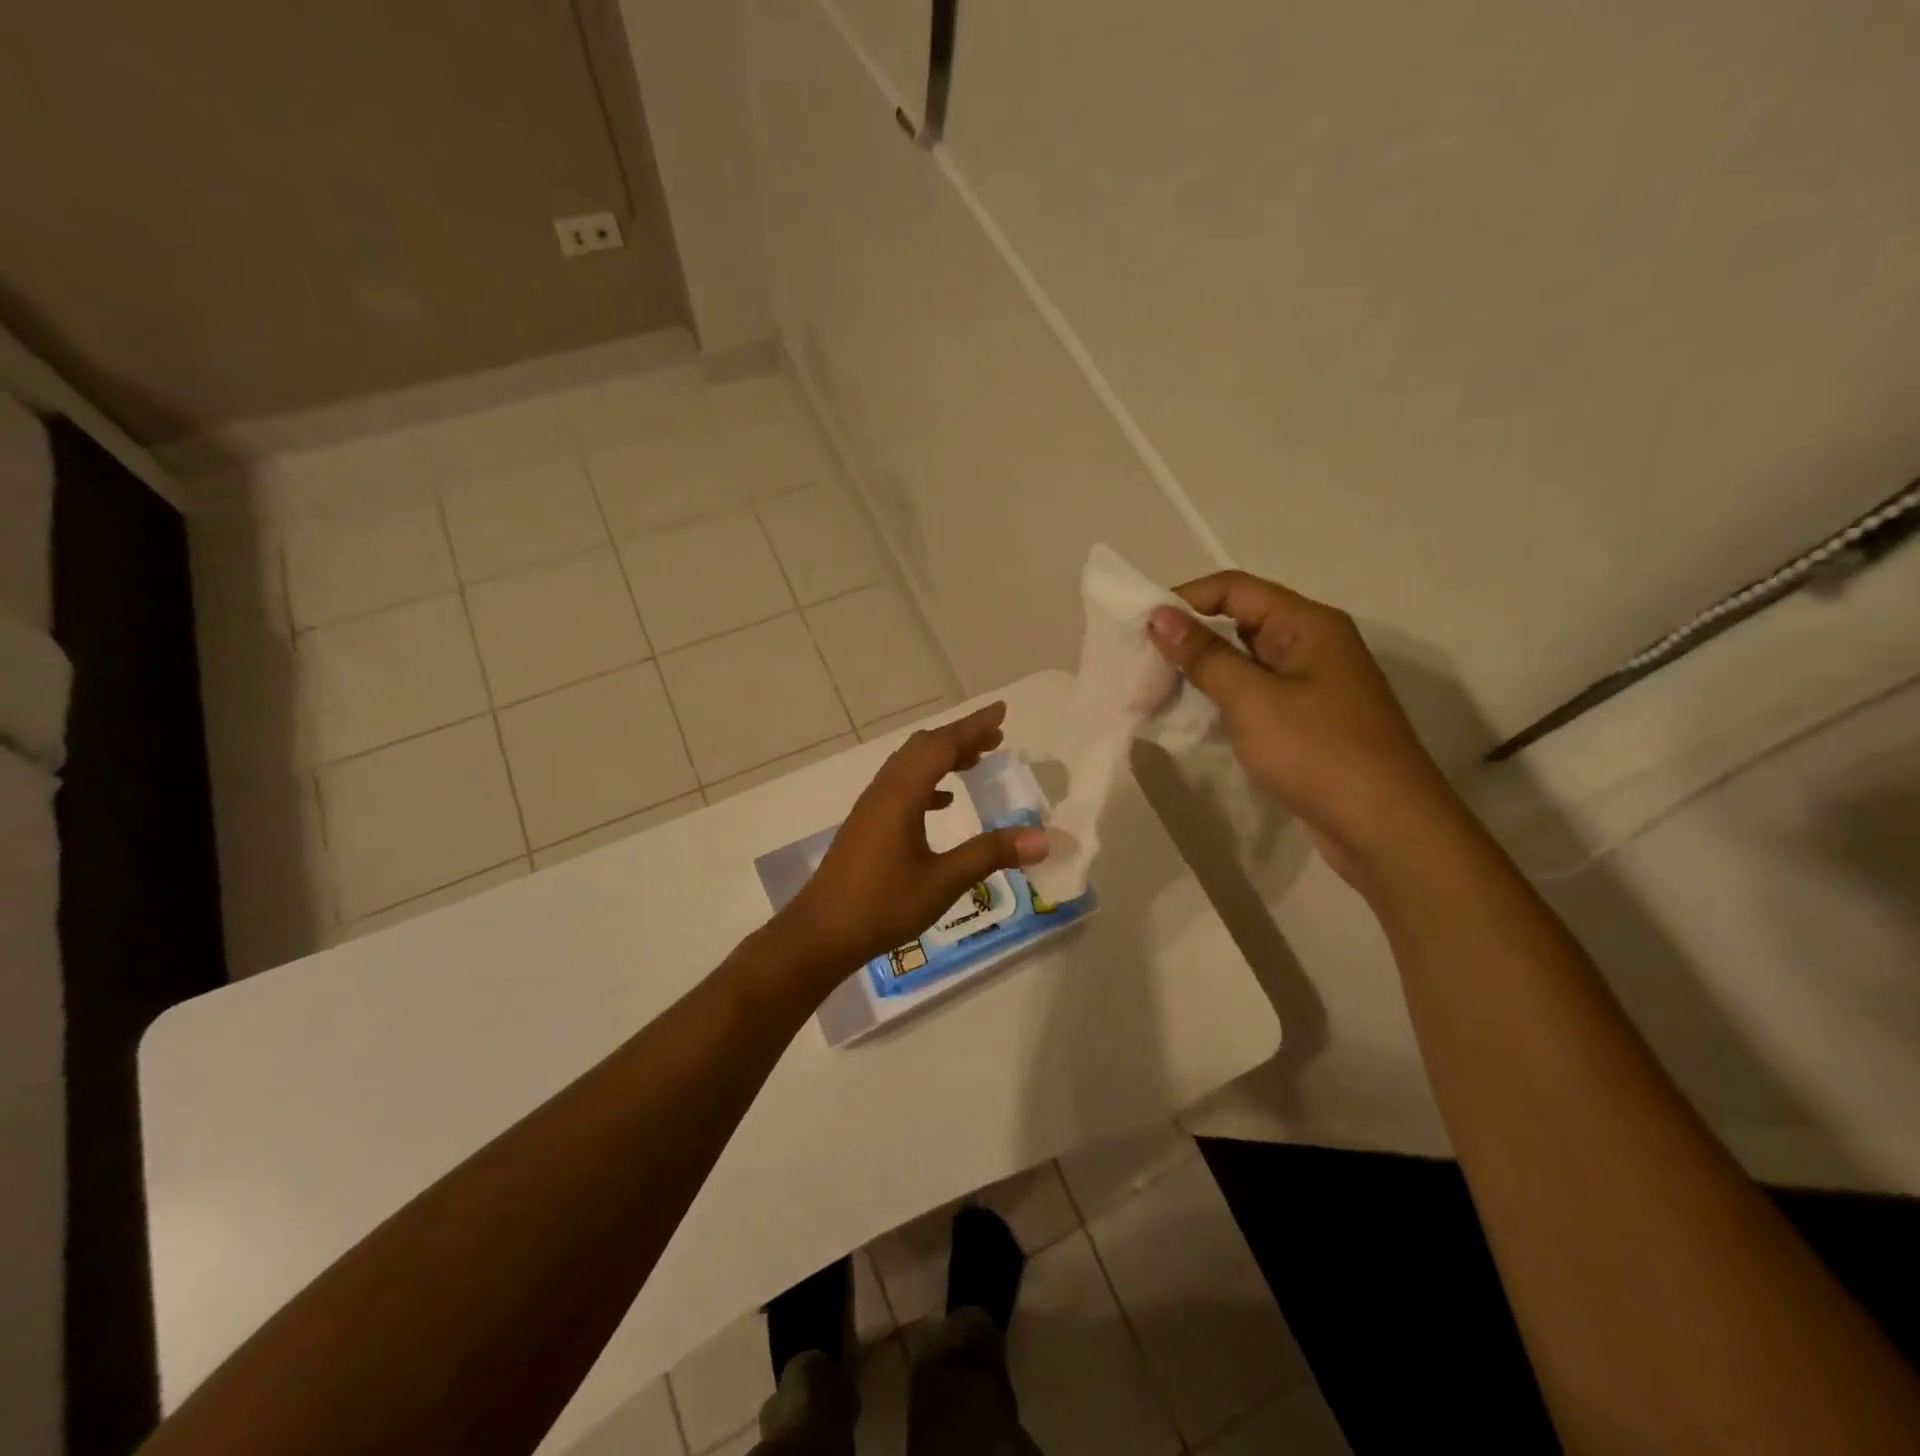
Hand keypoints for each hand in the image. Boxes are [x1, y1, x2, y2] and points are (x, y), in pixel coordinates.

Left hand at [779, 702, 1049, 980]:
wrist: (821, 932)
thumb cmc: (883, 904)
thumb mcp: (943, 881)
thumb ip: (990, 854)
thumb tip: (1041, 837)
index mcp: (901, 795)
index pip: (941, 746)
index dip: (973, 727)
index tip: (1001, 711)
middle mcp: (884, 791)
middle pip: (923, 748)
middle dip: (960, 737)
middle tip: (995, 737)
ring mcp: (871, 807)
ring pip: (910, 766)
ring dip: (942, 758)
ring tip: (975, 762)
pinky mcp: (866, 825)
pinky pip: (901, 787)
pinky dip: (926, 783)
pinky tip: (943, 803)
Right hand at [1147, 571, 1461, 892]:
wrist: (1386, 828)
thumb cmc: (1319, 752)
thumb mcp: (1253, 699)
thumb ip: (1204, 656)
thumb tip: (1159, 616)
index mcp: (1306, 624)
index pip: (1234, 589)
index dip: (1184, 600)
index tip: (1139, 628)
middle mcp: (1310, 644)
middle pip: (1237, 623)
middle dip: (1186, 642)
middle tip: (1139, 671)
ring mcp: (1310, 685)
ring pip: (1242, 663)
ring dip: (1198, 675)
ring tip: (1152, 697)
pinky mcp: (1304, 721)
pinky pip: (1252, 695)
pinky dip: (1218, 701)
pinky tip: (1188, 719)